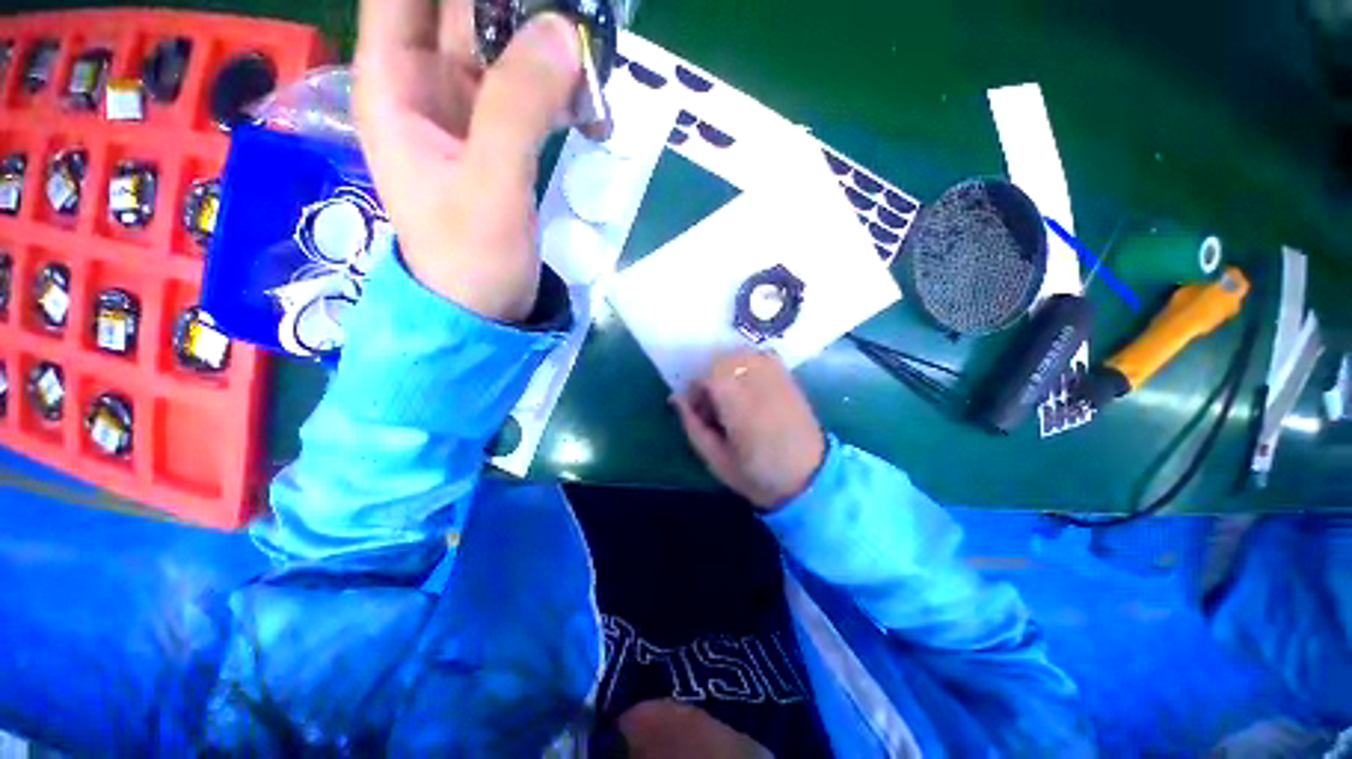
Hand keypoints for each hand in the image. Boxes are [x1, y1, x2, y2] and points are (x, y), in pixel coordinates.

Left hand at [353, 0, 581, 320]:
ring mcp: (466, 108)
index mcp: (395, 81)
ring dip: (548, 46)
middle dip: (517, 7)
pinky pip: (531, 90)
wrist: (487, 308)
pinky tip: (593, 113)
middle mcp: (426, 82)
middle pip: (463, 8)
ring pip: (503, 44)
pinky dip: (562, 91)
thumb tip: (562, 32)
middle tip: (573, 18)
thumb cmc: (471, 257)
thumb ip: (519, 107)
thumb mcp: (490, 184)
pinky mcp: (500, 136)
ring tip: (591, 65)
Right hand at [673, 351, 826, 510]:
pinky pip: (761, 356)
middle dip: (710, 378)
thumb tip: (675, 399)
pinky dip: (748, 365)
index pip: (708, 376)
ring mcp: (777, 377)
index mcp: (740, 406)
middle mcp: (759, 383)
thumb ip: (693, 426)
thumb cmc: (758, 475)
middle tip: (714, 405)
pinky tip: (749, 387)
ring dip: (728, 370)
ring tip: (731, 396)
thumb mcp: (716, 460)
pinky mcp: (789, 378)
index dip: (695, 391)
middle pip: (723, 360)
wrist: (810, 479)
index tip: (698, 412)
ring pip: (741, 354)